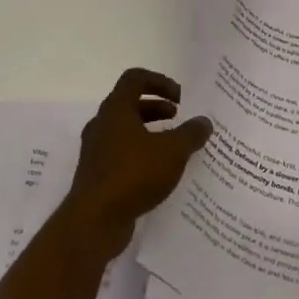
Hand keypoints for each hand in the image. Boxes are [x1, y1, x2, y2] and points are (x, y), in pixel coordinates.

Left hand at [58, 68, 212, 261]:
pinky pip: (122, 153)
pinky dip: (141, 153)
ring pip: (126, 130)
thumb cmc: (133, 174)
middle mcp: (102, 124)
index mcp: (116, 109)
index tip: (180, 98)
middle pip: (130, 104)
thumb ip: (190, 134)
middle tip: (179, 119)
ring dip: (150, 131)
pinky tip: (160, 172)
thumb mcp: (172, 152)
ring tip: (175, 146)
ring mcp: (96, 149)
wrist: (95, 219)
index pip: (135, 78)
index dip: (159, 81)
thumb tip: (204, 121)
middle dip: (157, 108)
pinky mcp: (97, 173)